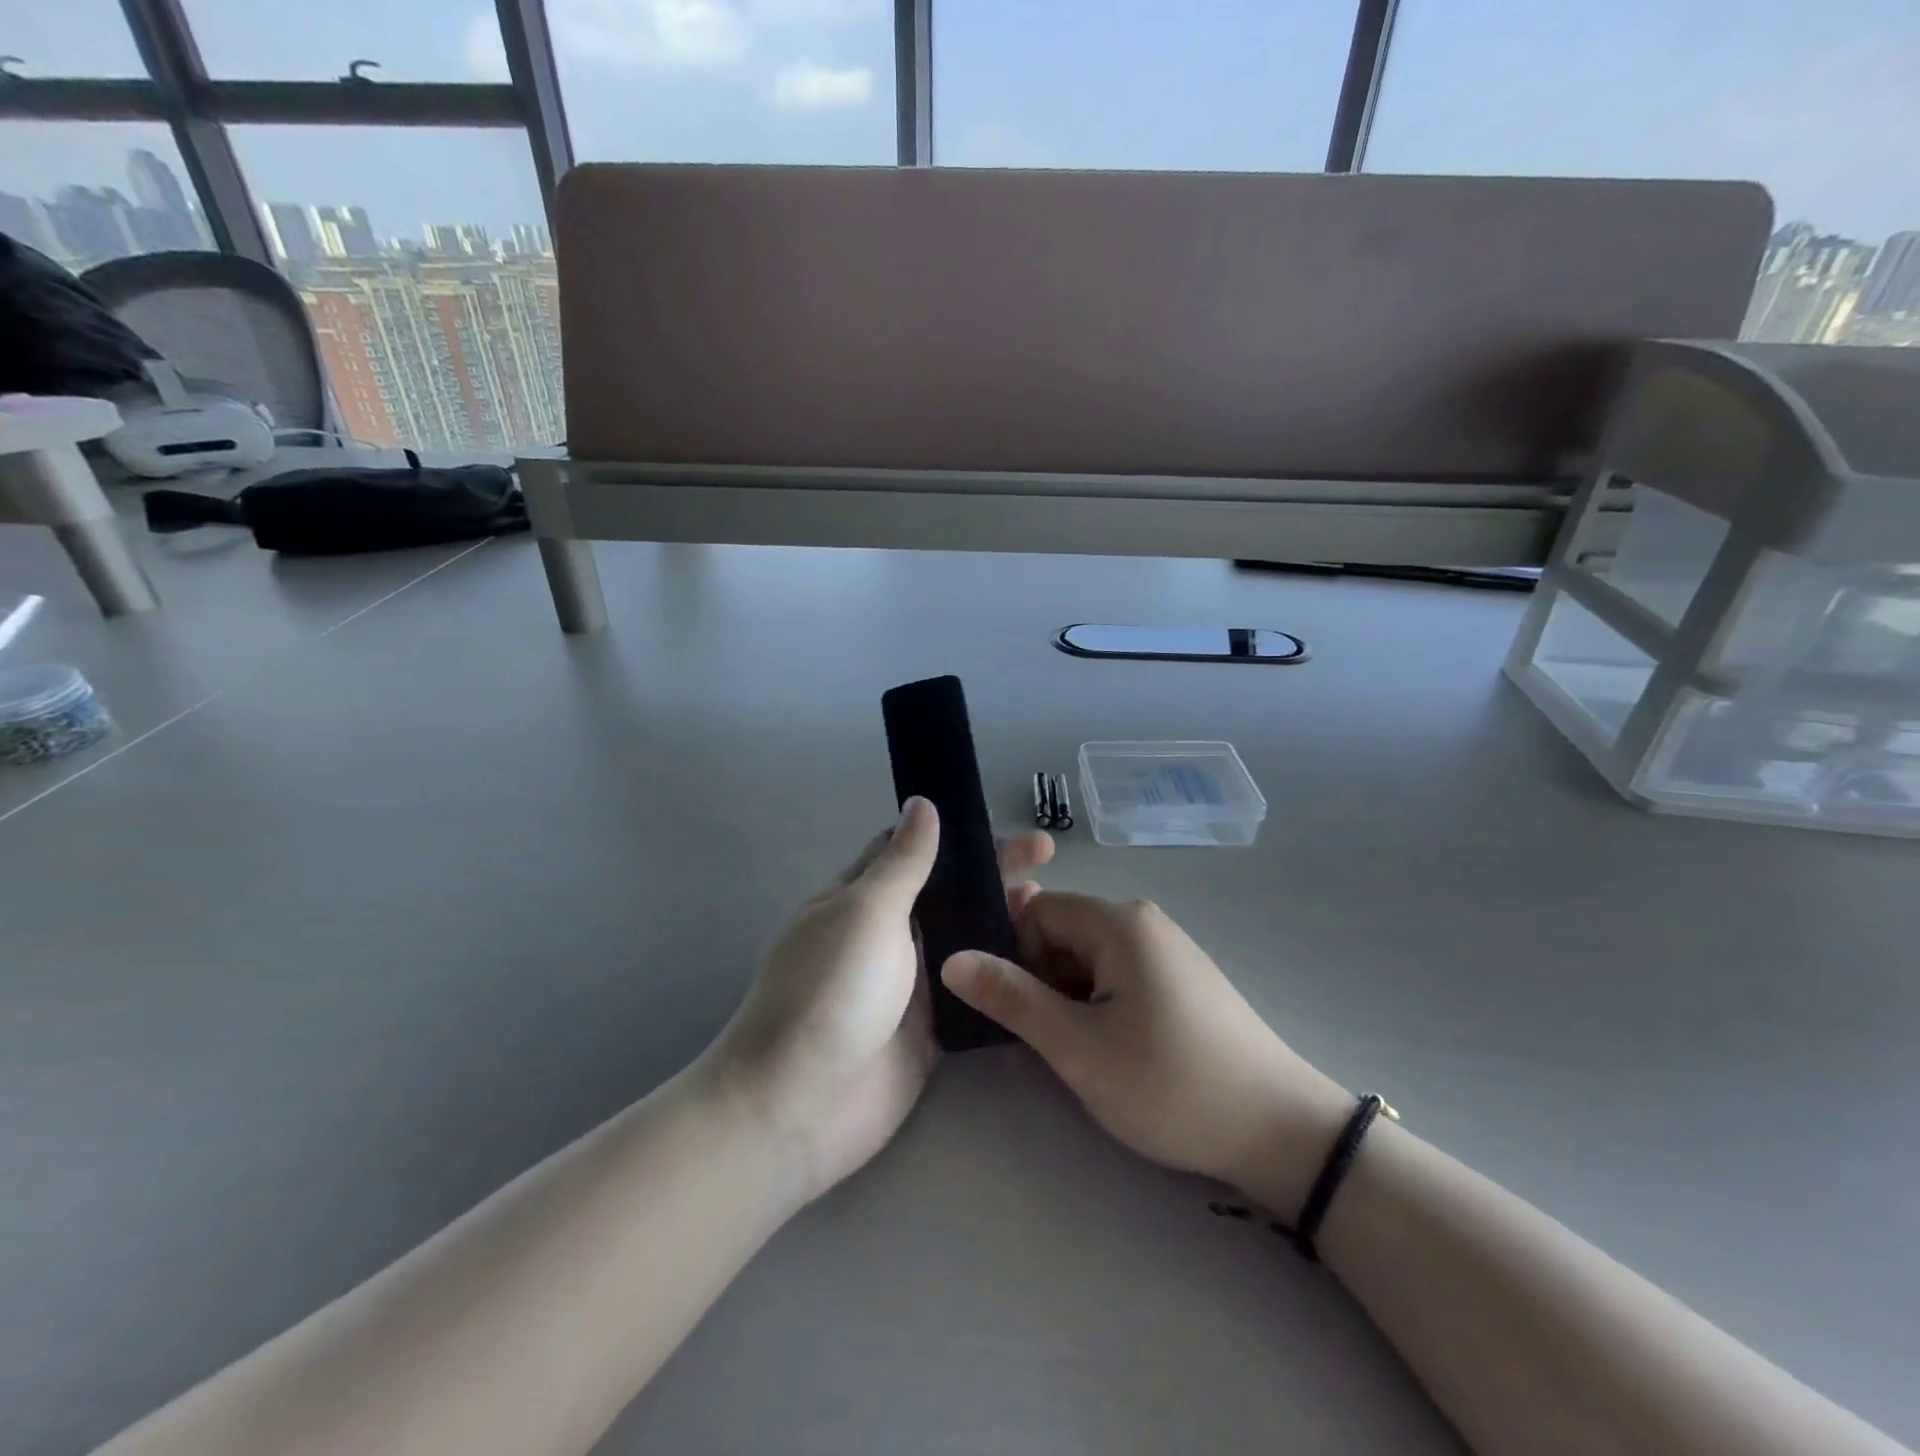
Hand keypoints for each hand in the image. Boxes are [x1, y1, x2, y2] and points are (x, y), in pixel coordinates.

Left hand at [704, 798, 1052, 1205]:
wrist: (801, 1106)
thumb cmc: (830, 992)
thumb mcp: (866, 912)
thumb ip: (903, 862)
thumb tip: (921, 802)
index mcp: (860, 897)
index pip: (911, 850)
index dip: (957, 834)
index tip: (1005, 824)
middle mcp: (885, 933)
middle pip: (945, 891)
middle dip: (991, 871)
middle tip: (1047, 858)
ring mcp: (908, 982)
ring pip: (963, 938)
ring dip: (1001, 919)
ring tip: (1050, 908)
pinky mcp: (930, 1026)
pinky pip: (971, 987)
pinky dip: (1001, 971)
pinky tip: (1041, 961)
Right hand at [941, 893, 1350, 1213]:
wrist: (1279, 1130)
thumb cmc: (1168, 1083)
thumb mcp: (1077, 1047)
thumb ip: (1011, 998)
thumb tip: (952, 958)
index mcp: (1118, 922)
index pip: (1036, 911)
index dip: (1015, 956)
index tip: (1018, 1011)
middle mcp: (1142, 921)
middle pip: (1062, 931)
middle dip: (1041, 979)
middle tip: (1047, 1039)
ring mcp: (1167, 948)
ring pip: (1089, 957)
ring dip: (1070, 996)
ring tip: (1080, 1052)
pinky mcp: (1181, 977)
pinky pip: (1119, 973)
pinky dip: (1100, 1003)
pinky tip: (1113, 1050)